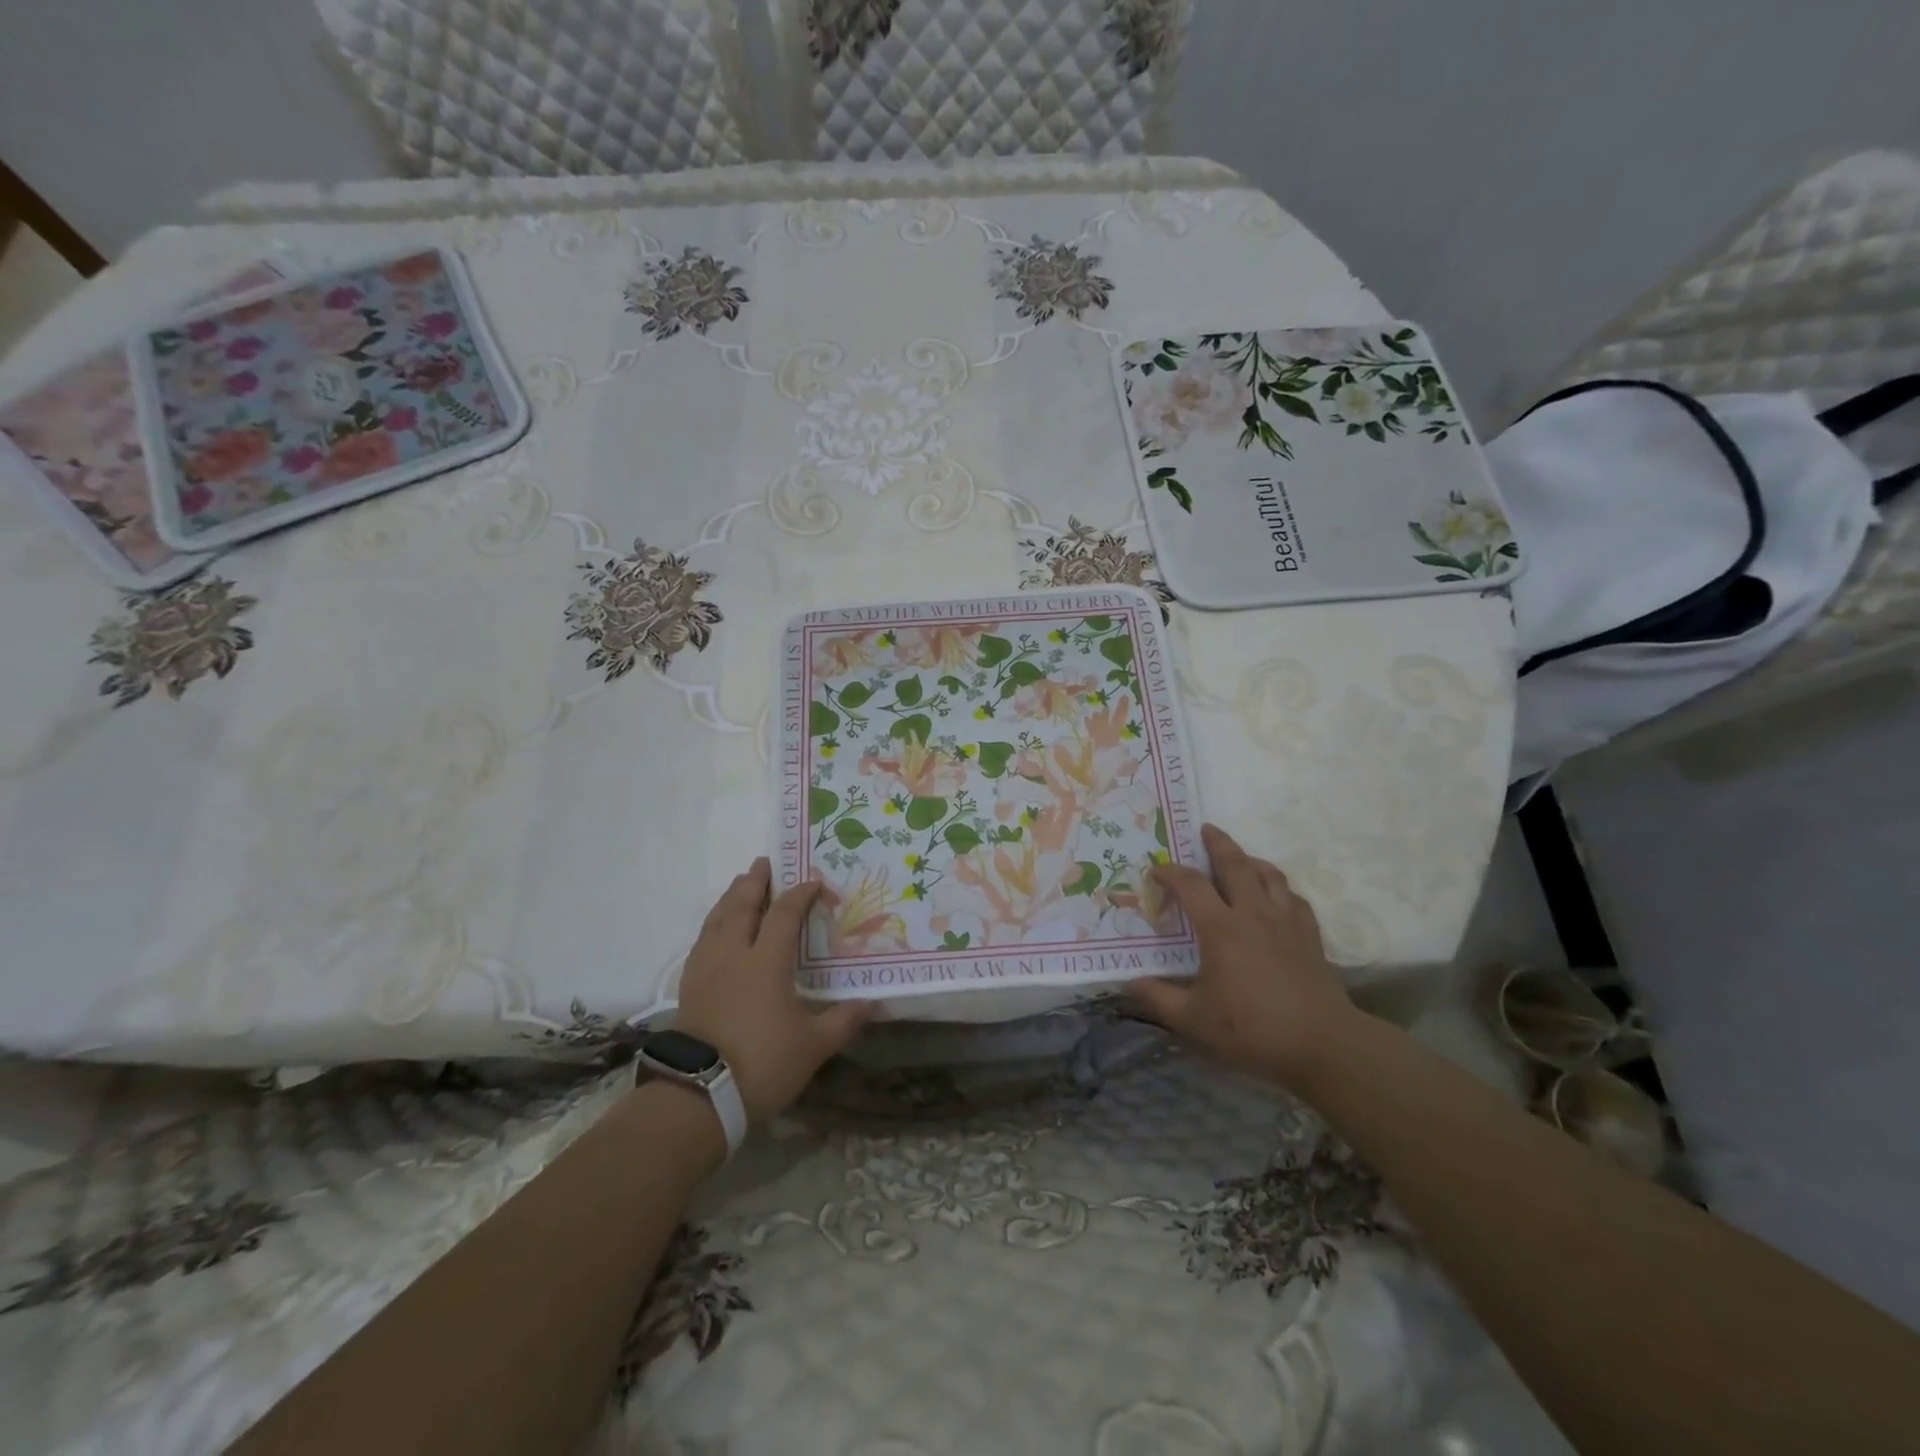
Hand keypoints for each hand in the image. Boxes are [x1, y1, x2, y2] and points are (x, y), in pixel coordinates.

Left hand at [674, 858, 875, 1122]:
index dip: (800, 894)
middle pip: (742, 905)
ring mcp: (706, 968)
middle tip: (764, 863)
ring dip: (731, 897)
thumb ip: (843, 1020)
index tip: (814, 882)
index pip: (784, 914)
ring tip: (740, 885)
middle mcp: (733, 954)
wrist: (699, 1096)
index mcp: (766, 962)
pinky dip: (714, 922)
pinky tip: (717, 928)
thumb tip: (871, 1003)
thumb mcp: (813, 1046)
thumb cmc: (762, 1064)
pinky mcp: (689, 985)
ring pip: (717, 919)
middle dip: (755, 882)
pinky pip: (702, 939)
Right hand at [1129, 824, 1356, 1092]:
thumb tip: (1130, 982)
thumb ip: (1158, 998)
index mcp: (1221, 928)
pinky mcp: (1310, 936)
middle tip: (1205, 829)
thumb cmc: (1252, 1030)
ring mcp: (1287, 922)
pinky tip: (1275, 896)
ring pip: (1269, 875)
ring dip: (1250, 860)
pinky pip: (1294, 898)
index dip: (1170, 872)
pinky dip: (1280, 888)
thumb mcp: (1193, 1020)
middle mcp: (1254, 914)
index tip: (1156, 870)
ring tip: (1240, 858)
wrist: (1323, 1045)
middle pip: (1236, 864)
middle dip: (1218, 843)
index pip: (1191, 885)